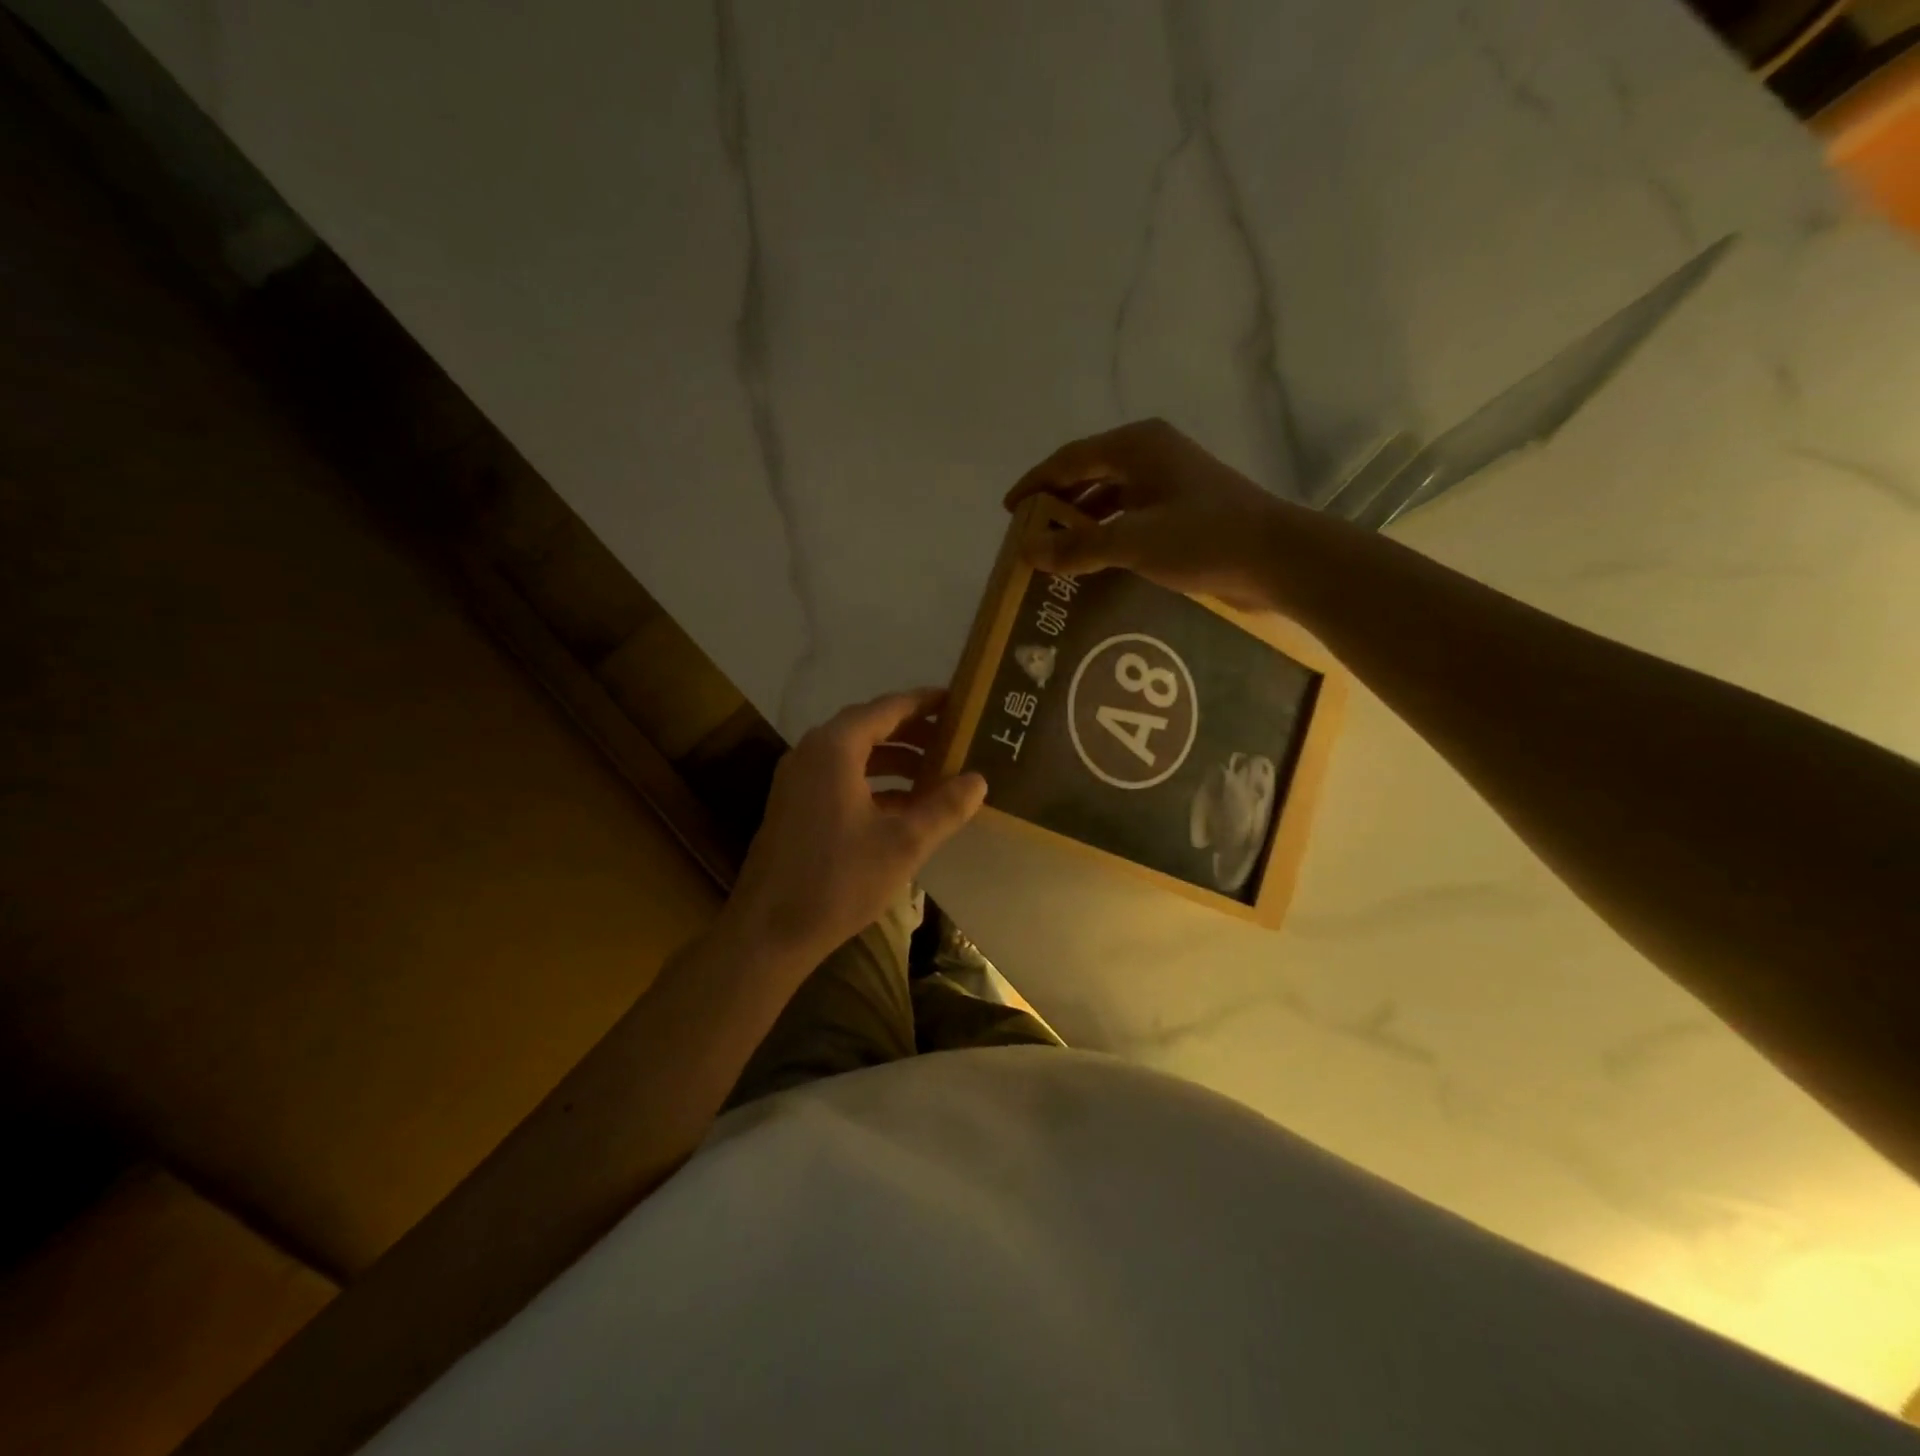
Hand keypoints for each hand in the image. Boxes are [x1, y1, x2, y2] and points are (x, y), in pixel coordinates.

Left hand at [725, 688, 986, 968]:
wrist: (769, 931)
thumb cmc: (838, 880)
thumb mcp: (904, 844)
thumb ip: (944, 807)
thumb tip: (978, 780)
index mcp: (835, 748)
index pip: (888, 708)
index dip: (925, 703)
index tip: (958, 701)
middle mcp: (812, 752)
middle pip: (870, 727)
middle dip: (913, 732)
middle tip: (954, 738)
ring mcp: (799, 780)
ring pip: (855, 754)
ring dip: (895, 759)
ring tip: (936, 772)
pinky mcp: (795, 805)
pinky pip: (841, 777)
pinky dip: (875, 782)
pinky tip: (905, 805)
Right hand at [1005, 418, 1306, 610]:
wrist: (1277, 557)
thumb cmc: (1203, 538)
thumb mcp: (1133, 542)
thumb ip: (1078, 547)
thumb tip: (1027, 552)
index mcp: (1136, 446)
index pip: (1069, 460)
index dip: (1035, 485)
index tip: (1009, 512)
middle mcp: (1150, 454)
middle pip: (1088, 474)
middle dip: (1057, 504)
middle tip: (1029, 535)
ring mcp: (1170, 481)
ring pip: (1110, 496)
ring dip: (1082, 522)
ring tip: (1056, 551)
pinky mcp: (1183, 508)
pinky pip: (1130, 515)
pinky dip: (1107, 533)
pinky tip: (1096, 560)